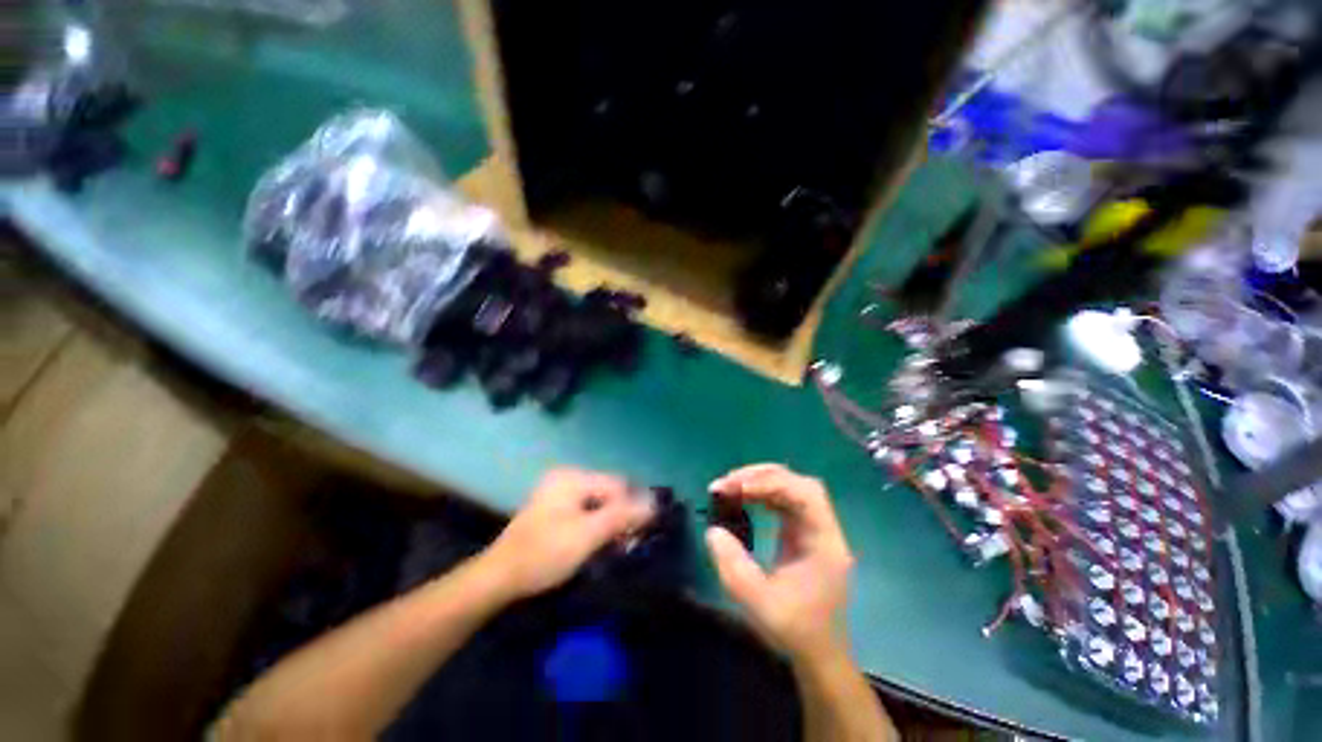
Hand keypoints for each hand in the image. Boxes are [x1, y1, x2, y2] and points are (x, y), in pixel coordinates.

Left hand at [482, 468, 654, 599]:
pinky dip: (596, 524)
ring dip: (610, 522)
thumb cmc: (544, 553)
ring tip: (614, 546)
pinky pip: (586, 510)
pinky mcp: (554, 509)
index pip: (617, 485)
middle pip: (608, 492)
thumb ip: (622, 516)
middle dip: (620, 515)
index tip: (638, 535)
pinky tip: (597, 543)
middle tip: (626, 543)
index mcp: (572, 477)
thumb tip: (654, 503)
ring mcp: (559, 493)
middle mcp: (567, 478)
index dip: (632, 507)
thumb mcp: (587, 535)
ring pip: (599, 502)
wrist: (499, 578)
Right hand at [706, 464, 854, 661]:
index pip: (805, 494)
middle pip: (797, 483)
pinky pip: (782, 500)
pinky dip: (761, 494)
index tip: (738, 488)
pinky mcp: (802, 531)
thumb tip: (713, 531)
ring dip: (758, 482)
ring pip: (789, 488)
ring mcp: (813, 528)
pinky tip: (743, 498)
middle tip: (727, 483)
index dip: (772, 483)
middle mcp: (823, 528)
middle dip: (761, 477)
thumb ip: (734, 567)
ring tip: (729, 488)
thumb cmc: (795, 630)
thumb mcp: (760, 604)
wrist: (818, 654)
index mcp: (824, 542)